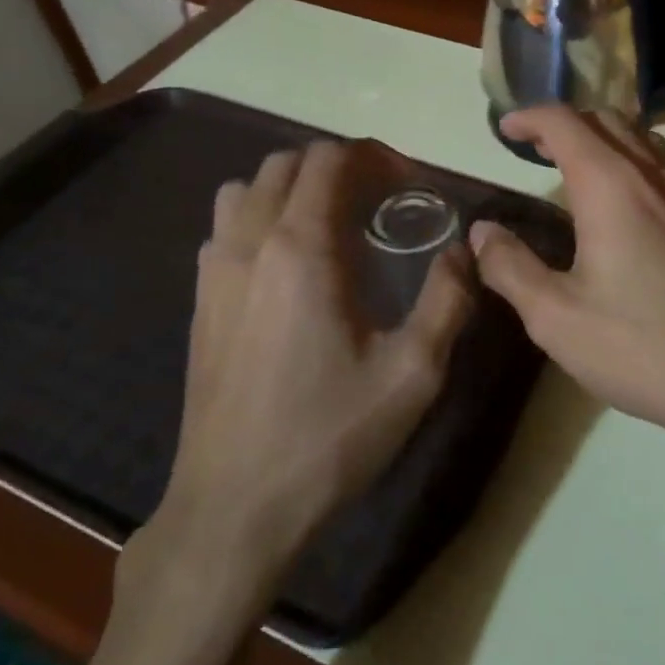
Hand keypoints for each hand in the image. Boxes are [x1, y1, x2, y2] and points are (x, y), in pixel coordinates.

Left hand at [126, 140, 474, 610]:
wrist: (234, 508)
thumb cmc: (329, 436)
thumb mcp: (413, 373)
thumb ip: (448, 300)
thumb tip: (464, 252)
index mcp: (301, 249)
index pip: (329, 159)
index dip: (375, 156)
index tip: (410, 184)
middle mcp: (251, 243)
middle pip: (287, 164)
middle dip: (339, 166)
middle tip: (382, 199)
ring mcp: (215, 271)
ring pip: (248, 189)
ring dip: (294, 187)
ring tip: (333, 222)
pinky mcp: (201, 301)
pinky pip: (226, 227)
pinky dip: (262, 217)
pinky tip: (290, 264)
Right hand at [469, 107, 664, 458]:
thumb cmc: (641, 346)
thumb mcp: (555, 317)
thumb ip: (511, 268)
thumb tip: (481, 232)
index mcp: (610, 186)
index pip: (565, 123)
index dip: (529, 117)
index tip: (503, 130)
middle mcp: (650, 178)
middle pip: (607, 120)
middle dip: (565, 122)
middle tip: (532, 146)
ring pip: (641, 140)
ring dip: (603, 136)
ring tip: (575, 164)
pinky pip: (661, 169)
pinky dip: (631, 162)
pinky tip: (622, 204)